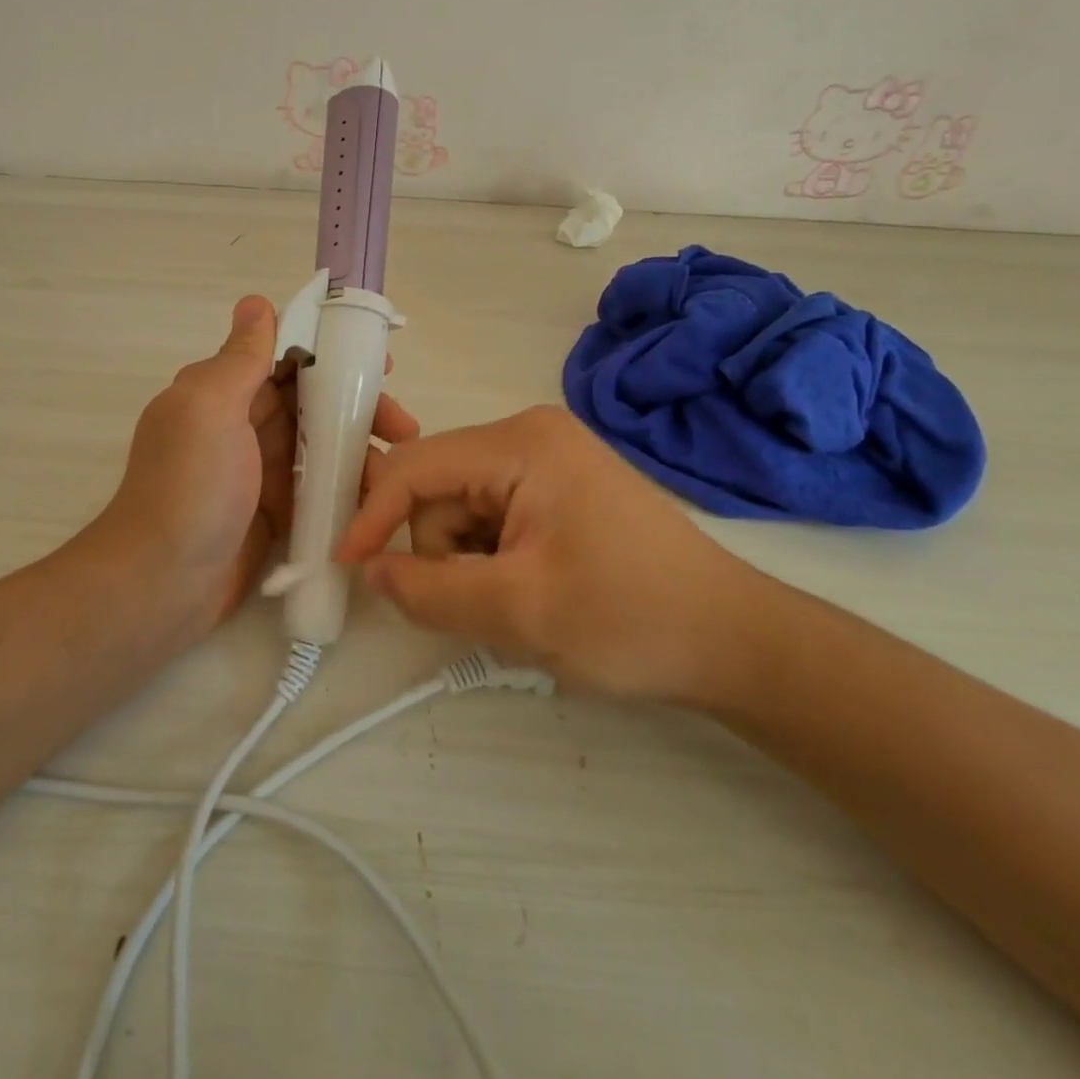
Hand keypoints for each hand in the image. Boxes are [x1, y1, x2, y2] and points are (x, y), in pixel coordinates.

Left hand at [94, 296, 417, 639]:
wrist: (163, 584)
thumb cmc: (189, 488)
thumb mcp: (209, 410)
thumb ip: (239, 359)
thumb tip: (257, 302)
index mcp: (222, 390)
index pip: (284, 354)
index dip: (331, 350)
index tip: (377, 359)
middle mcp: (241, 422)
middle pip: (311, 398)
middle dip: (357, 402)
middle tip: (403, 422)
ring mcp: (259, 468)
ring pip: (320, 441)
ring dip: (359, 444)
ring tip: (401, 461)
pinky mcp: (274, 508)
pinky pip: (318, 484)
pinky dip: (347, 482)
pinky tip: (380, 491)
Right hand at [336, 405, 764, 703]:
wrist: (732, 641)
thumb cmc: (630, 617)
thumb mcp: (520, 612)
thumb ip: (431, 591)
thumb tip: (373, 571)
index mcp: (520, 444)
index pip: (416, 467)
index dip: (372, 514)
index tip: (347, 566)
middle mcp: (528, 437)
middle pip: (438, 490)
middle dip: (440, 551)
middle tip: (480, 605)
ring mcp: (546, 462)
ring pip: (462, 511)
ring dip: (467, 563)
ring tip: (516, 604)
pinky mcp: (557, 491)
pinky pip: (492, 520)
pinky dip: (490, 561)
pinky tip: (530, 592)